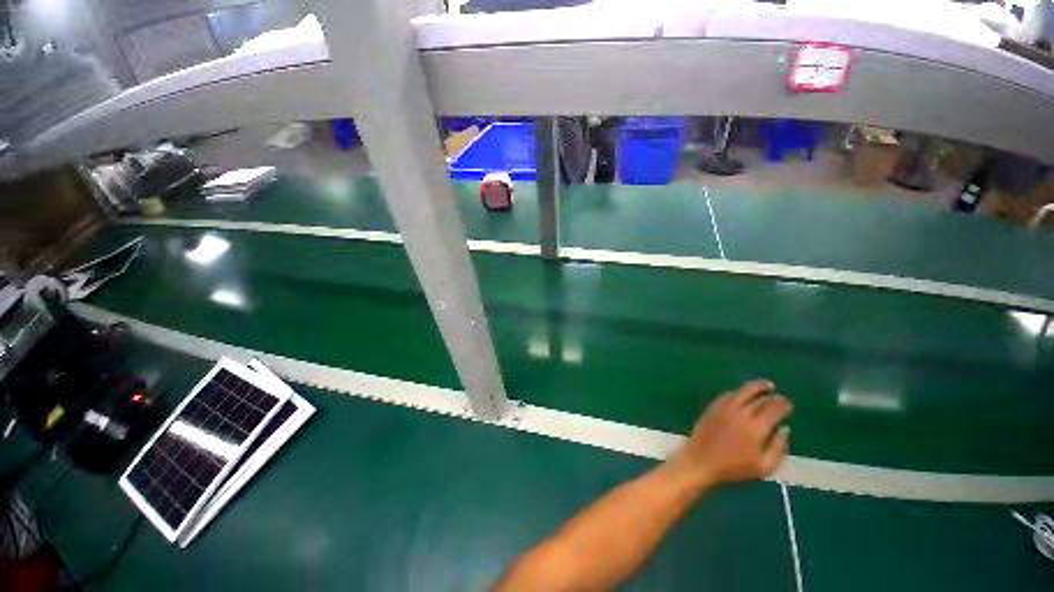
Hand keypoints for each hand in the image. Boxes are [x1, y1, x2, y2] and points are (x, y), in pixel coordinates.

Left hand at [669, 380, 791, 489]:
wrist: (701, 459)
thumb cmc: (734, 467)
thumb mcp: (764, 467)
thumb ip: (778, 448)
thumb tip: (785, 429)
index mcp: (756, 428)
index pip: (774, 410)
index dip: (783, 405)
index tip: (789, 405)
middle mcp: (741, 413)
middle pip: (760, 398)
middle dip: (773, 397)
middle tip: (780, 397)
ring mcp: (725, 407)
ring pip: (743, 391)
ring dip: (757, 386)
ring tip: (766, 385)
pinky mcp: (713, 406)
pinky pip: (728, 394)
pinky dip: (739, 392)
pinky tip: (744, 394)